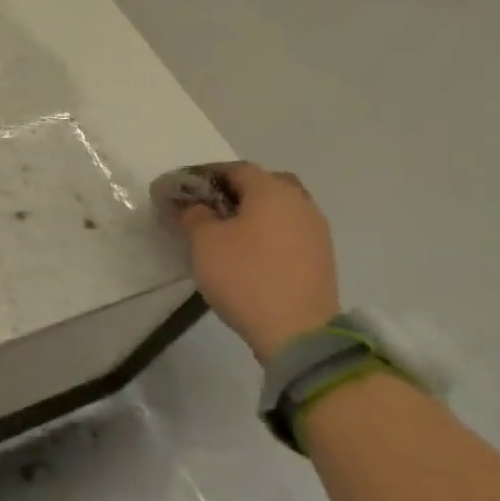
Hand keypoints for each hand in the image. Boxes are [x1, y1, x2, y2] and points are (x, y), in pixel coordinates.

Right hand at [167, 161, 339, 362]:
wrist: (297, 331)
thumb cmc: (245, 276)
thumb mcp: (205, 242)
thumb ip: (195, 215)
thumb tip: (194, 206)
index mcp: (272, 190)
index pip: (234, 169)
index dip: (203, 176)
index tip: (179, 190)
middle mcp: (300, 201)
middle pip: (263, 184)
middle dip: (232, 191)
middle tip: (207, 208)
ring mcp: (315, 230)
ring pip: (278, 208)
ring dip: (252, 213)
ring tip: (225, 232)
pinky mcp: (320, 256)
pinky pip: (288, 231)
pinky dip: (267, 233)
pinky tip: (249, 252)